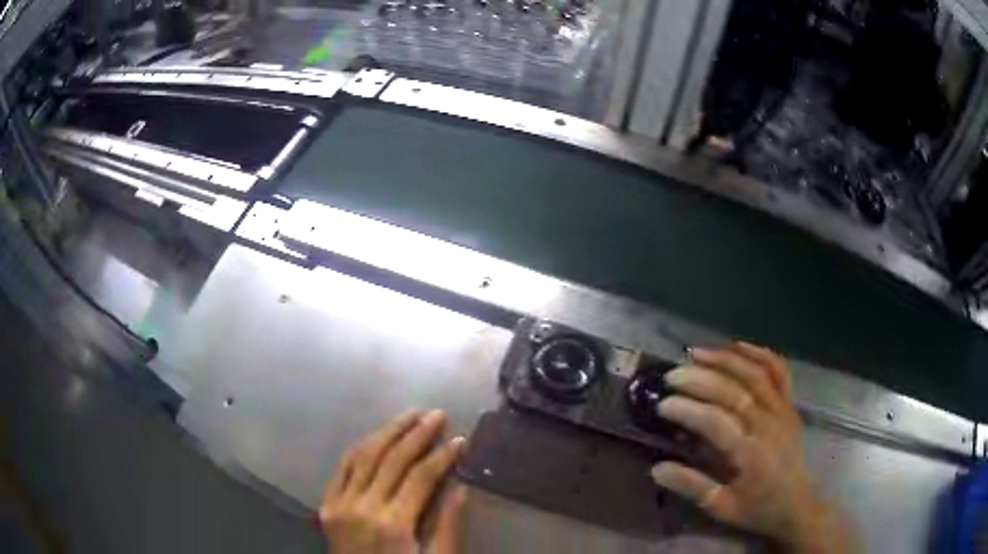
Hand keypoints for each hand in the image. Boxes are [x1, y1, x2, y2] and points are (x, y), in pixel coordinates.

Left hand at [319, 410, 466, 553]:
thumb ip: (447, 525)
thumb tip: (461, 487)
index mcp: (394, 524)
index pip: (421, 477)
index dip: (443, 456)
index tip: (459, 439)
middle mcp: (363, 508)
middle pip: (392, 459)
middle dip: (417, 434)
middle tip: (436, 415)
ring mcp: (340, 504)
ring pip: (364, 455)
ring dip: (387, 432)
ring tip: (409, 415)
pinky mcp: (327, 505)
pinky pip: (342, 468)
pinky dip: (360, 448)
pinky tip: (376, 437)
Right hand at [650, 343, 854, 552]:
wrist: (796, 505)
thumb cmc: (757, 509)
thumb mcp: (721, 507)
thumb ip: (691, 486)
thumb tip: (656, 468)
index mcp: (751, 454)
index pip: (716, 422)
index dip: (688, 410)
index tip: (663, 404)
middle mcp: (768, 425)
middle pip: (734, 392)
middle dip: (700, 379)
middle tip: (672, 375)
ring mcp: (782, 410)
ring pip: (755, 375)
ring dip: (725, 360)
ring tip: (697, 353)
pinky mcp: (789, 404)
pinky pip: (779, 372)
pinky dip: (760, 354)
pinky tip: (738, 346)